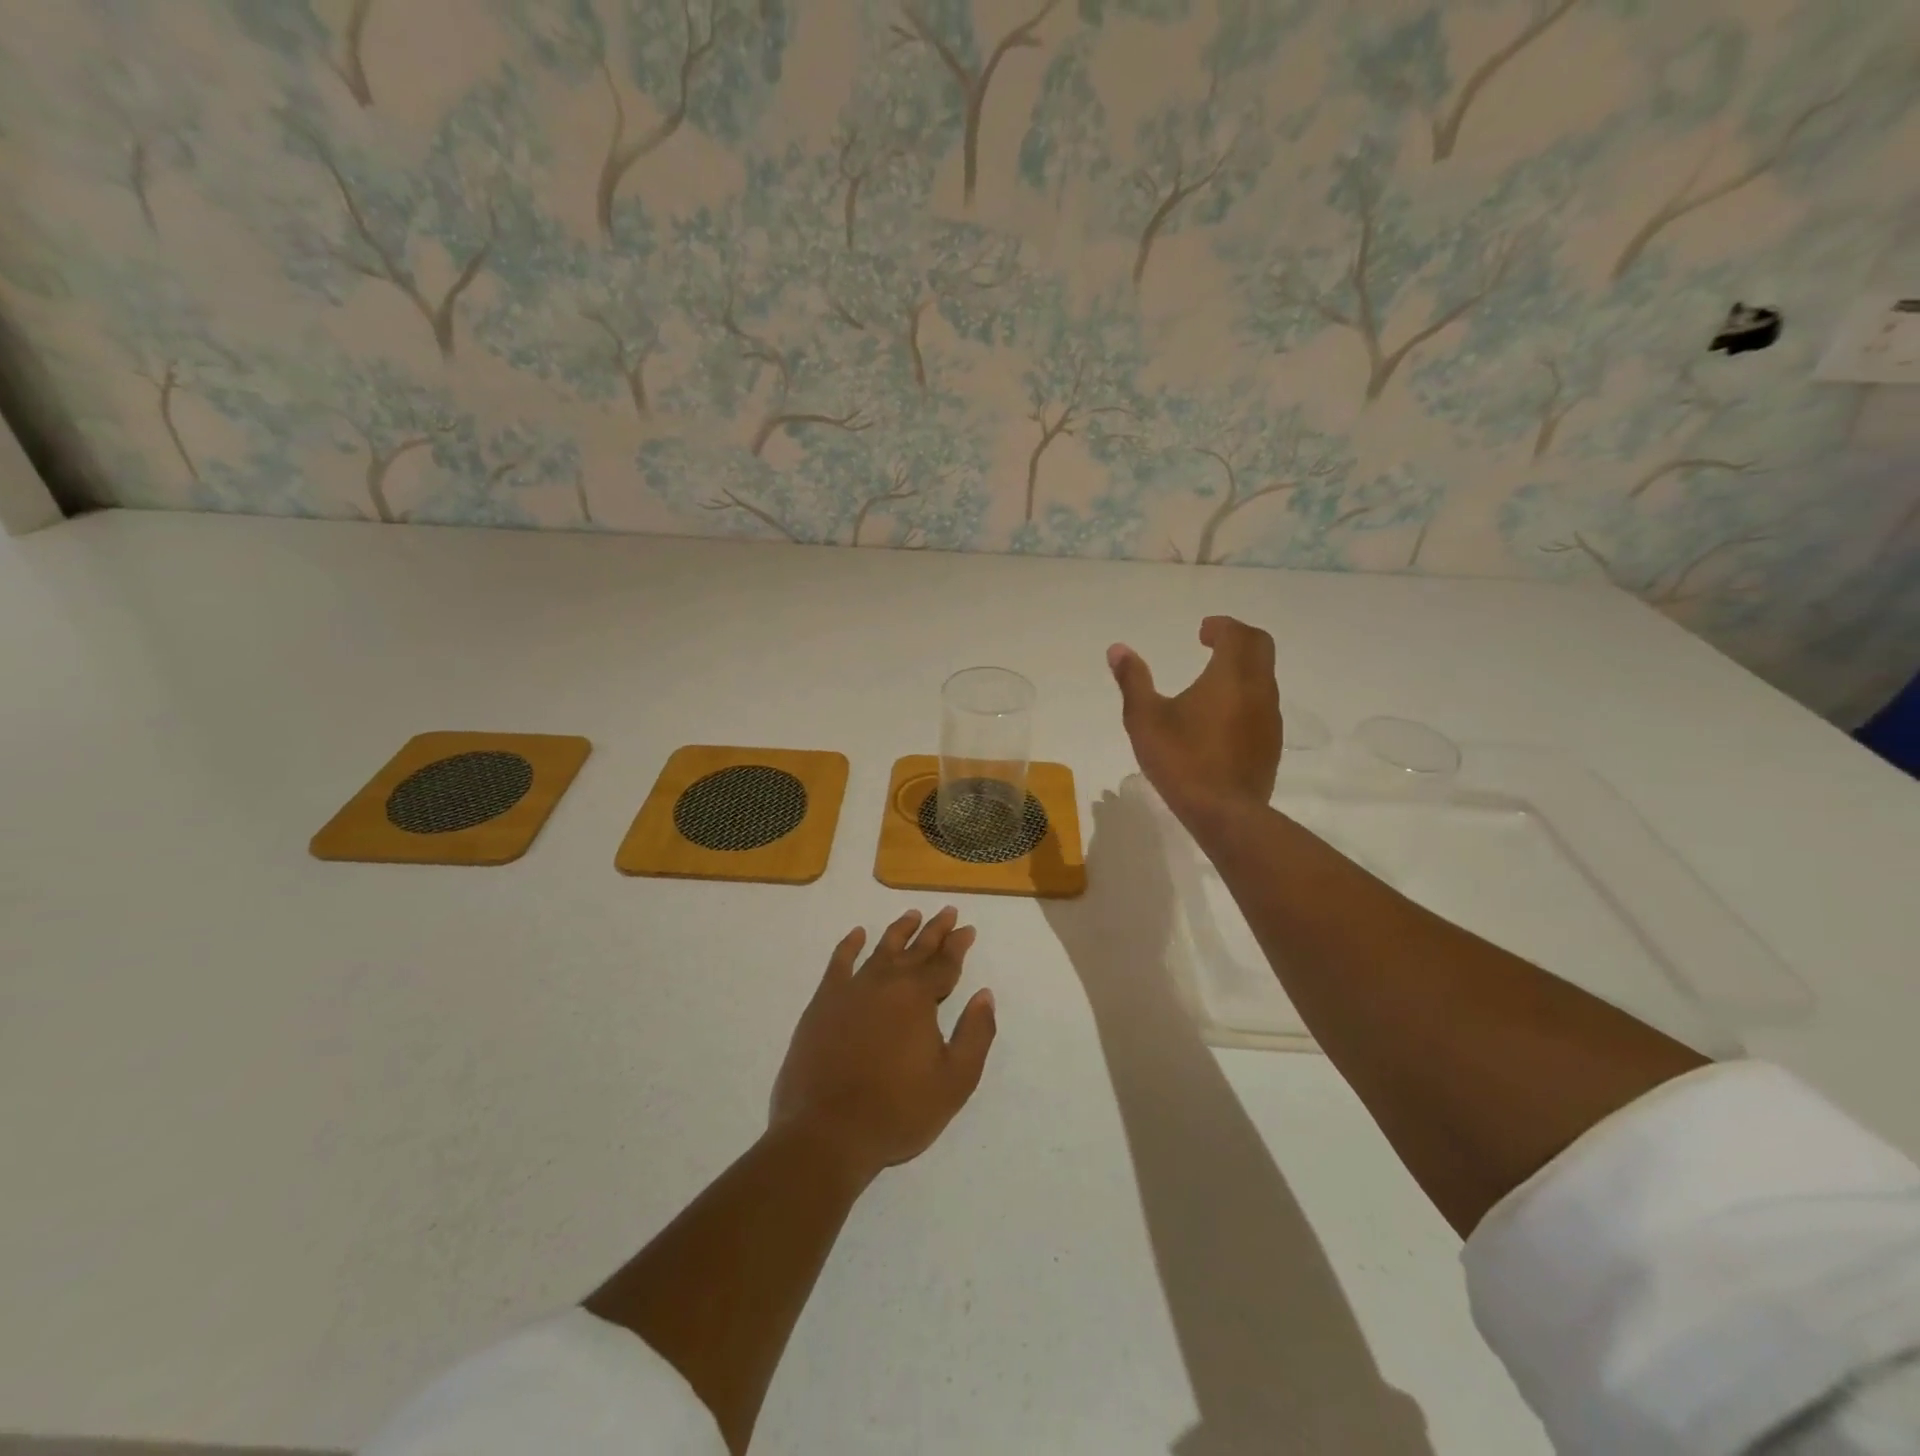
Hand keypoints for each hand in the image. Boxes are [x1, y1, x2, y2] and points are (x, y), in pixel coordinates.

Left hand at [770, 908, 996, 1184]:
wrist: (827, 1132)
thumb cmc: (898, 1111)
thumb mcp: (955, 1081)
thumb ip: (975, 1034)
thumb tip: (984, 995)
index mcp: (918, 998)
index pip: (944, 964)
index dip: (958, 946)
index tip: (967, 929)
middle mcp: (886, 982)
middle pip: (915, 949)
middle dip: (935, 930)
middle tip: (948, 912)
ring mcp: (851, 990)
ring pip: (881, 949)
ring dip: (899, 931)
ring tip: (912, 914)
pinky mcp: (823, 1003)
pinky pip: (839, 963)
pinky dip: (850, 945)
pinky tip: (857, 934)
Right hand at [1108, 615, 1281, 824]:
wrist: (1224, 813)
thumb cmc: (1182, 759)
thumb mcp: (1145, 718)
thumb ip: (1133, 680)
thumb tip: (1117, 649)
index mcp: (1231, 676)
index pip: (1238, 634)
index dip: (1221, 627)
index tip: (1202, 631)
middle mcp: (1259, 690)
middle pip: (1260, 648)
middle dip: (1238, 639)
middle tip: (1212, 643)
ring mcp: (1269, 719)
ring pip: (1264, 678)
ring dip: (1242, 669)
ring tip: (1212, 681)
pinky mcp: (1270, 744)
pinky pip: (1262, 706)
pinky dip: (1245, 696)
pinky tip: (1221, 718)